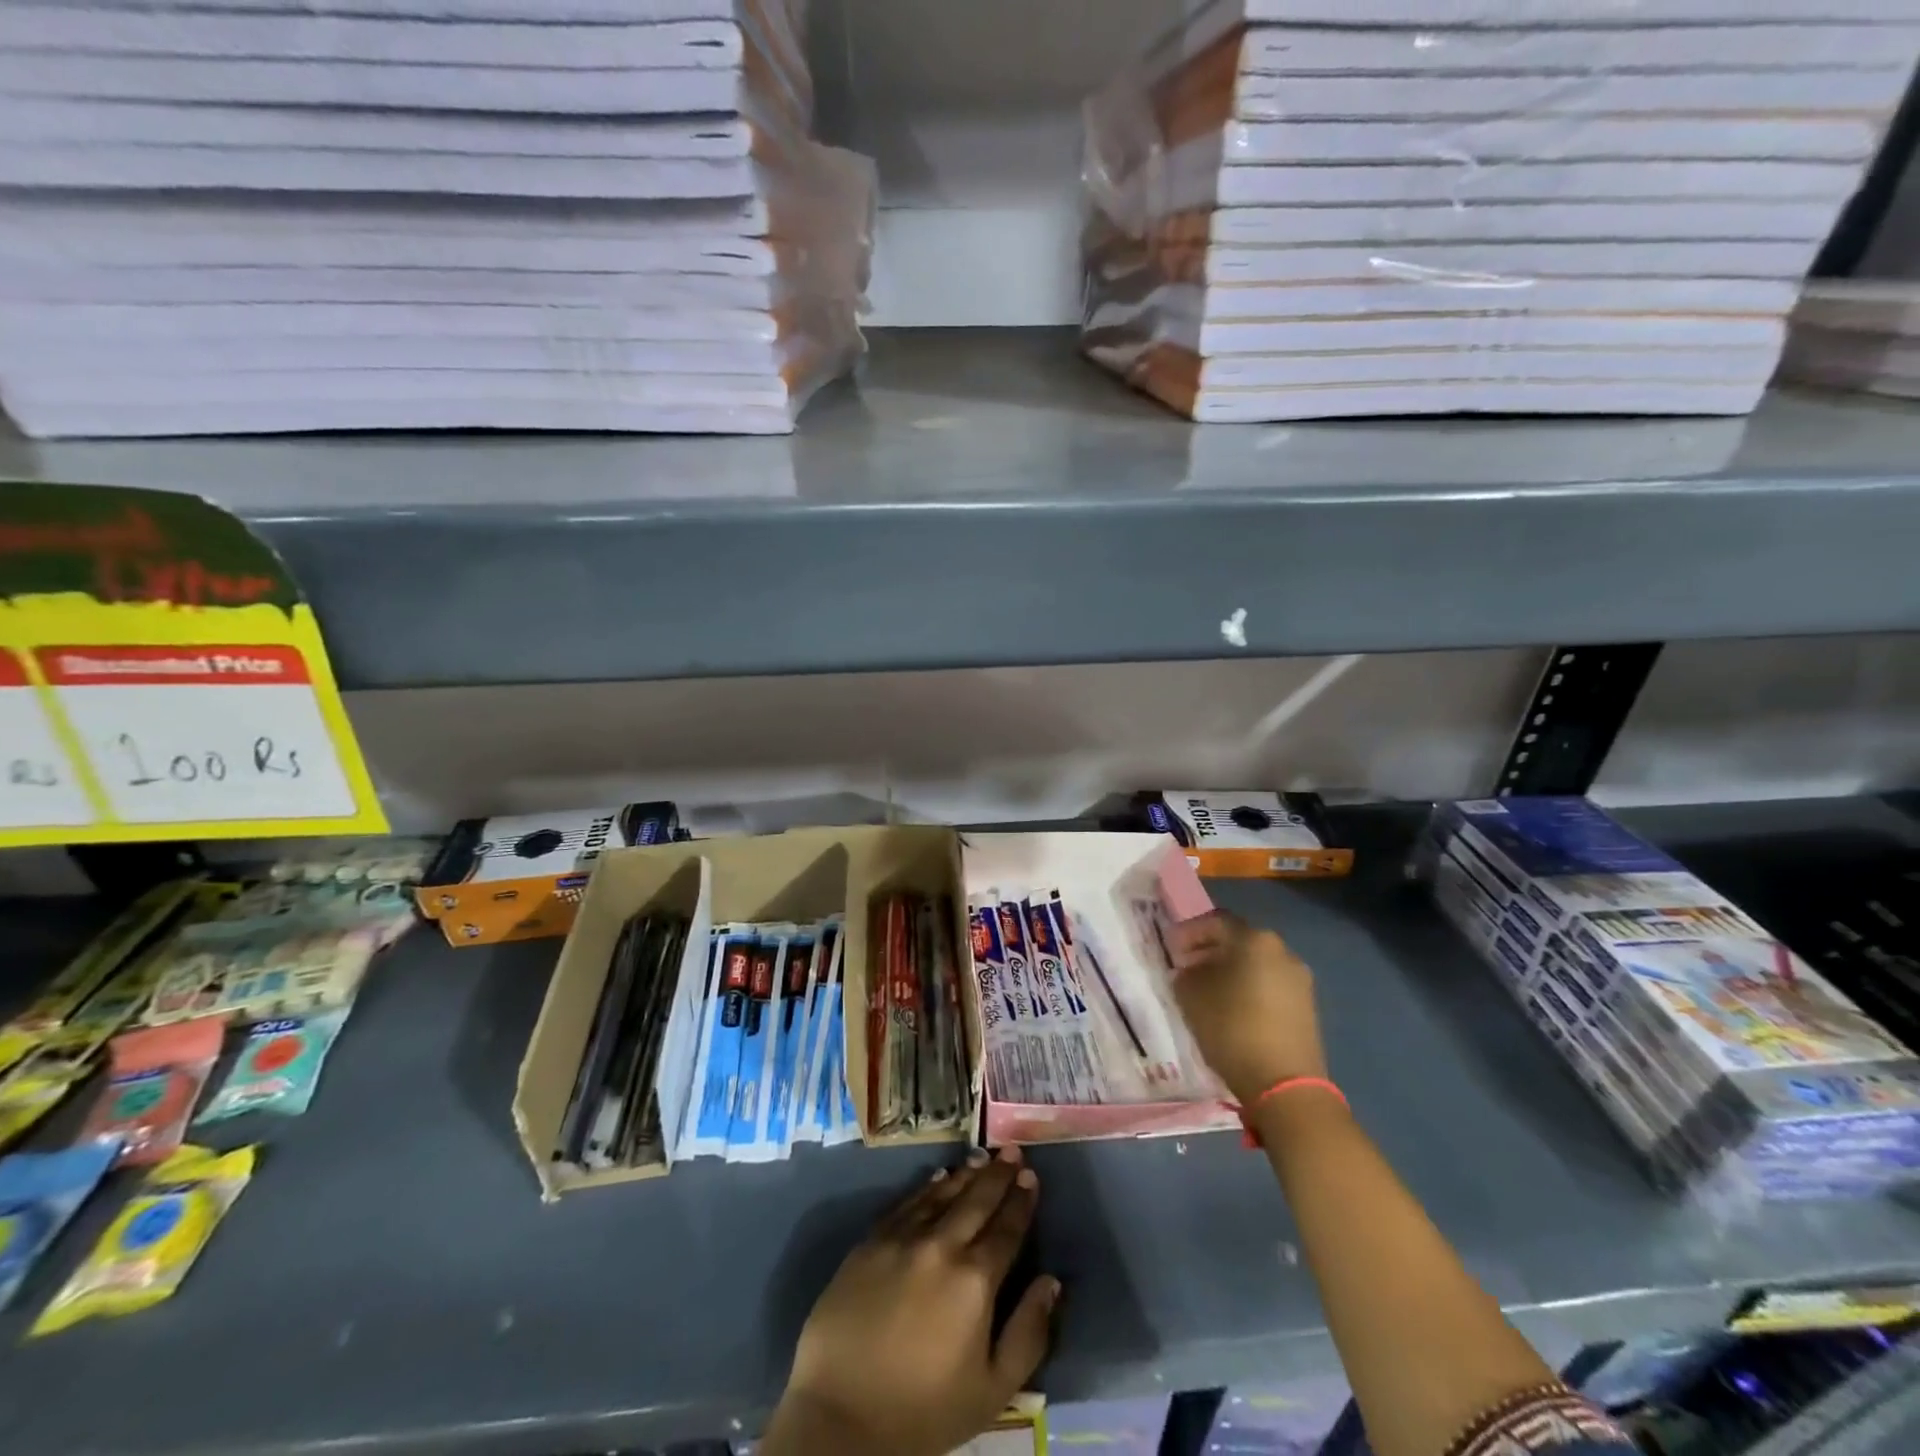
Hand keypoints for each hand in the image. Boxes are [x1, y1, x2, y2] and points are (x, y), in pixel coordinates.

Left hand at [763, 1146, 1058, 1455]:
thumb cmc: (923, 1411)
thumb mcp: (991, 1391)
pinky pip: (907, 1202)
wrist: (840, 1413)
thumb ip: (1028, 1333)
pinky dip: (928, 1186)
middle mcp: (941, 1245)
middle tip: (1012, 1151)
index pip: (1006, 1229)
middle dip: (998, 1174)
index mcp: (975, 1280)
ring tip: (982, 1156)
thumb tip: (1051, 1282)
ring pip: (942, 1193)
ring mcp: (902, 1237)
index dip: (1022, 1202)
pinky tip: (938, 1176)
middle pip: (976, 1200)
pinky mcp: (871, 1240)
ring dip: (966, 1173)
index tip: (1032, 1177)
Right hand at [1169, 910, 1325, 1104]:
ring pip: (1255, 964)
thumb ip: (1185, 974)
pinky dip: (1248, 988)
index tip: (1170, 949)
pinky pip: (1269, 985)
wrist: (1285, 1085)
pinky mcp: (1306, 1007)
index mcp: (1255, 940)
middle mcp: (1282, 951)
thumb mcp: (1191, 997)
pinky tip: (1231, 1009)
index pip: (1215, 922)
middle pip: (1238, 941)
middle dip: (1209, 951)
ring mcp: (1299, 979)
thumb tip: (1189, 970)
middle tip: (1185, 968)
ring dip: (1229, 971)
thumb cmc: (1232, 1029)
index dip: (1188, 932)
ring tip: (1206, 991)